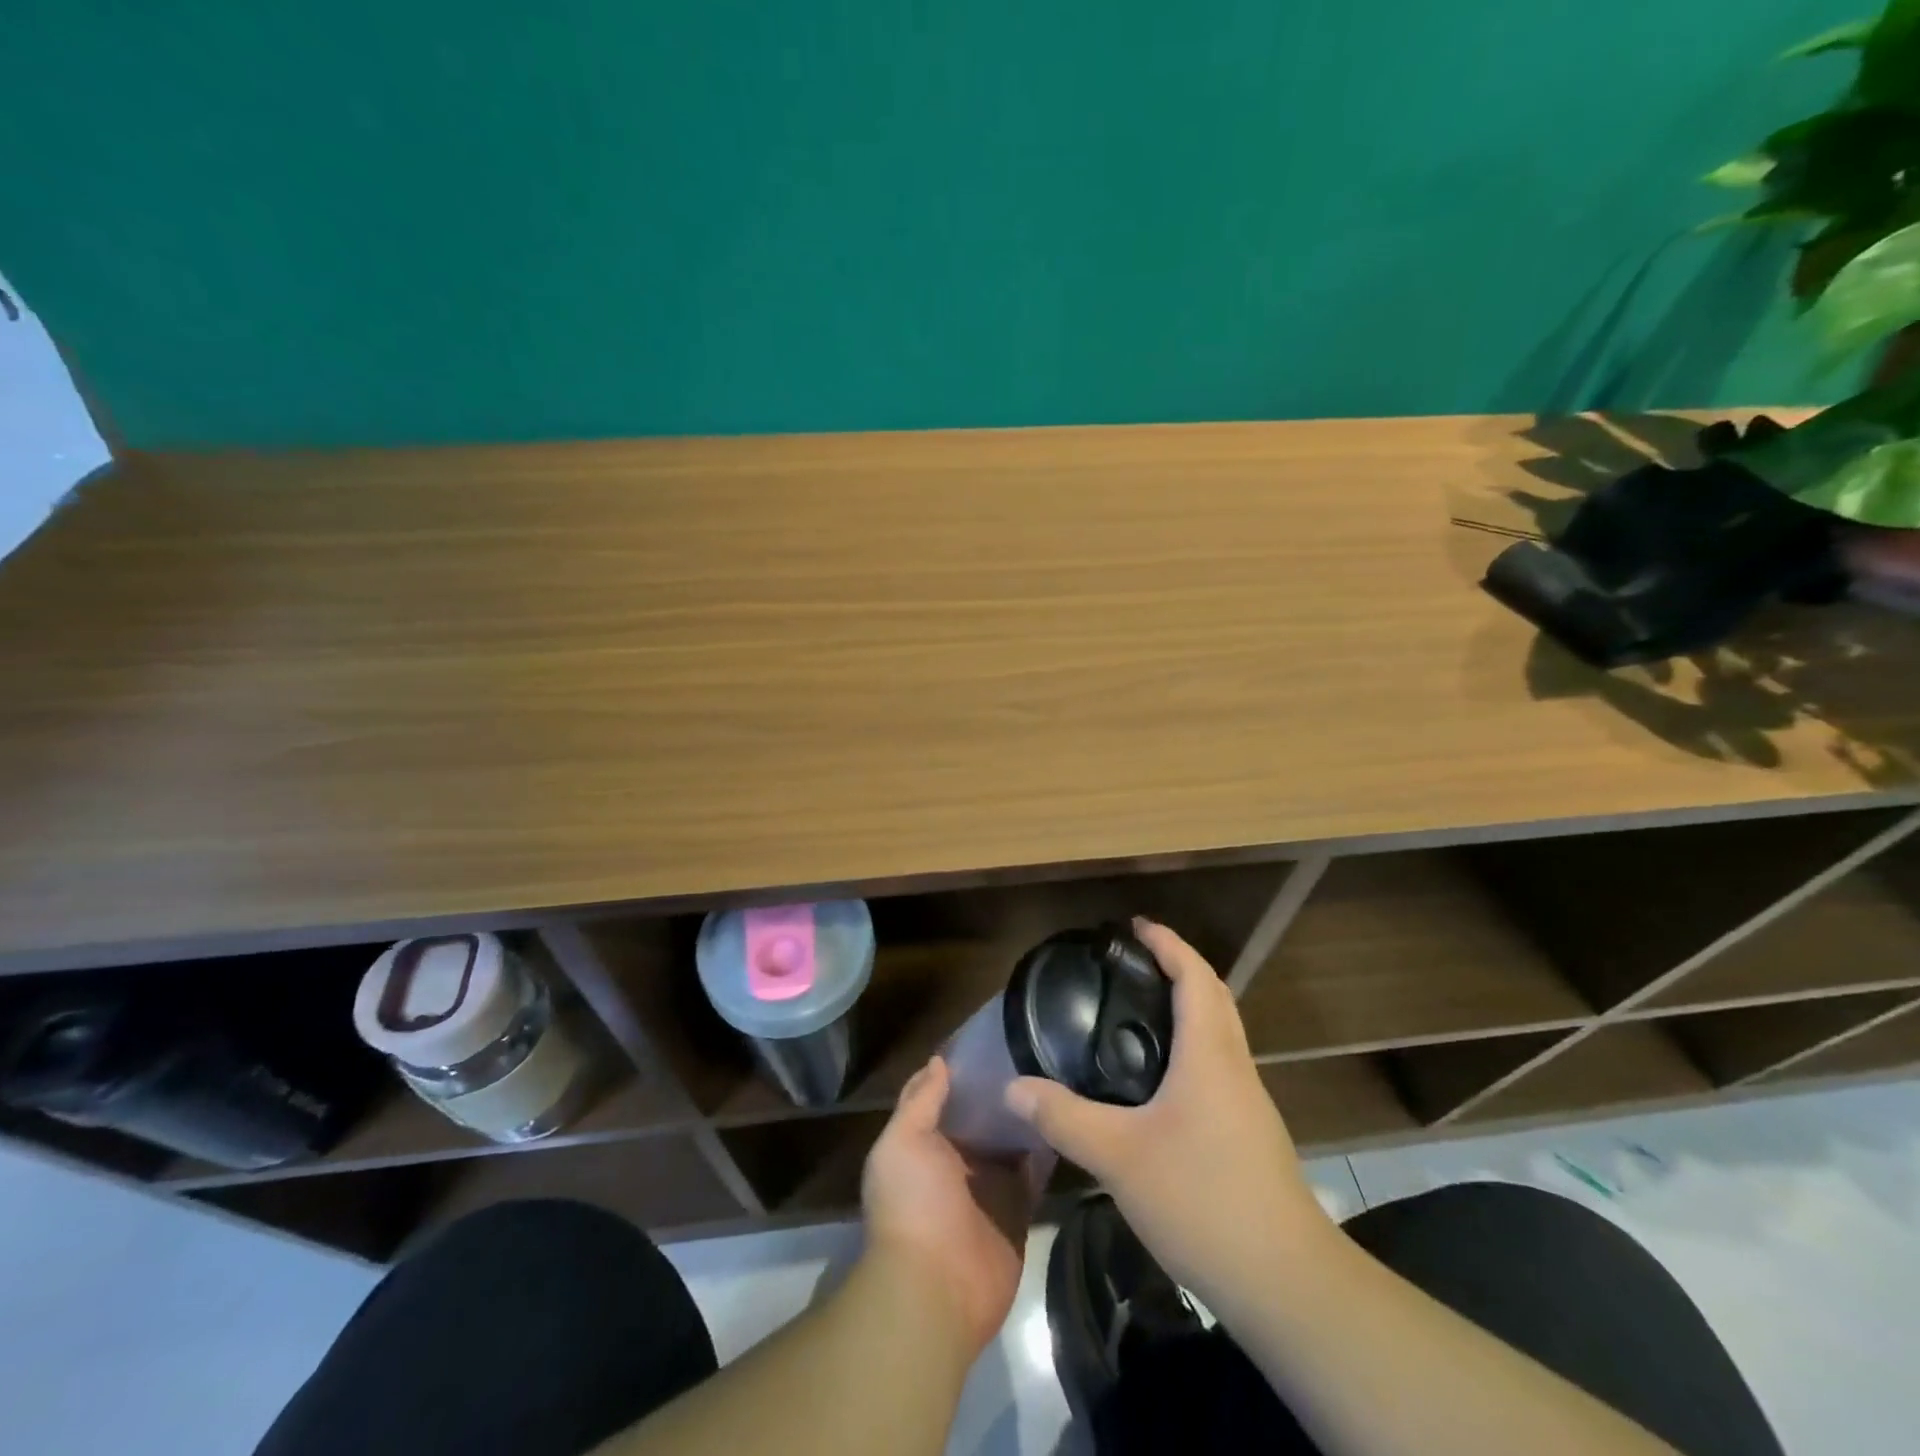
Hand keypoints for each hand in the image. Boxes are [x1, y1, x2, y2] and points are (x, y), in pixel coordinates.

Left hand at [861, 1055, 1036, 1355]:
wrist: (935, 1289)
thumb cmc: (912, 1204)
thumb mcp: (903, 1141)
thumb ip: (921, 1100)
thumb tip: (938, 1059)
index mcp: (926, 1142)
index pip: (947, 1096)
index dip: (966, 1069)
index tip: (997, 1035)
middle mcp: (958, 1160)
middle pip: (984, 1117)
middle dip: (1003, 1090)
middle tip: (1038, 1048)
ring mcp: (990, 1186)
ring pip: (1012, 1142)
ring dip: (1027, 1116)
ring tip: (1058, 1073)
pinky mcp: (1019, 1210)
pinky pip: (1035, 1174)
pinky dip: (1048, 1150)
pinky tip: (1067, 1117)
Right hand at [1004, 917, 1332, 1314]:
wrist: (1286, 1283)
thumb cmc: (1203, 1200)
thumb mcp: (1119, 1158)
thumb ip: (1064, 1118)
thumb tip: (1014, 1088)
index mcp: (1210, 1055)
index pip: (1194, 977)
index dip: (1168, 944)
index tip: (1136, 926)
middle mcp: (1235, 1067)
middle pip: (1214, 997)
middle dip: (1180, 966)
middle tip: (1134, 960)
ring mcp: (1249, 1103)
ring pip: (1221, 1032)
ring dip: (1189, 1006)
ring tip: (1141, 1009)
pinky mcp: (1251, 1134)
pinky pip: (1220, 1065)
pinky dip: (1193, 1045)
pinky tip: (1161, 1078)